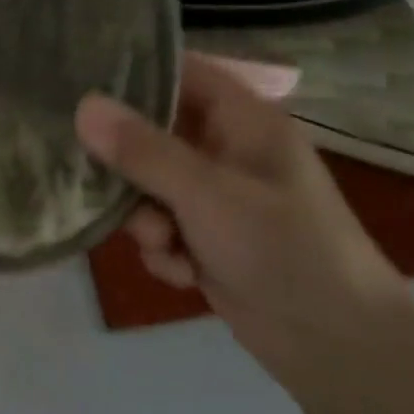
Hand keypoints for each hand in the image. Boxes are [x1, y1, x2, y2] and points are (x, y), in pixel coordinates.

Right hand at [75, 52, 410, 390]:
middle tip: (103, 184)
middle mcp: (228, 151)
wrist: (333, 340)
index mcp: (244, 121)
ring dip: (145, 220)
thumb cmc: (281, 246)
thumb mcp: (206, 193)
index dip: (135, 74)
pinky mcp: (208, 239)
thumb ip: (142, 150)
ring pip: (150, 188)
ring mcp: (218, 198)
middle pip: (153, 135)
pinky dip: (165, 251)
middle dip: (129, 168)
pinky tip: (184, 273)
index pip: (182, 73)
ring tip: (164, 244)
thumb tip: (83, 105)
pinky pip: (162, 229)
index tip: (80, 84)